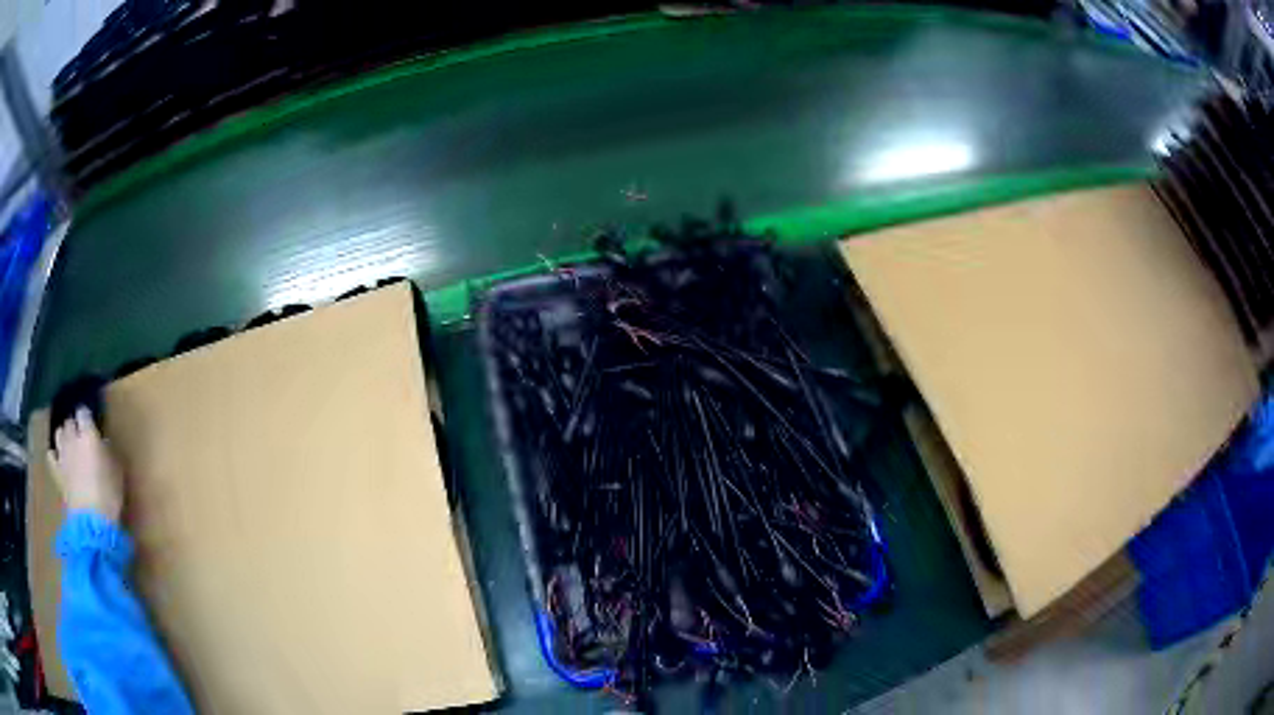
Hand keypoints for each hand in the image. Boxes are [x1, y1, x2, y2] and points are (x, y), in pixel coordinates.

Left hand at [47, 407, 123, 522]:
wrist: (92, 521)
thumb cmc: (108, 495)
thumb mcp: (117, 473)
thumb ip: (109, 453)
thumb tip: (103, 443)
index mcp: (88, 433)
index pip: (83, 412)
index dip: (86, 417)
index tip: (91, 424)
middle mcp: (72, 438)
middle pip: (69, 422)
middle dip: (74, 427)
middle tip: (81, 439)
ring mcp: (62, 455)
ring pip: (58, 434)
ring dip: (63, 437)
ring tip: (69, 448)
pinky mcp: (56, 472)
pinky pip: (50, 455)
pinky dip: (54, 455)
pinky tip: (58, 461)